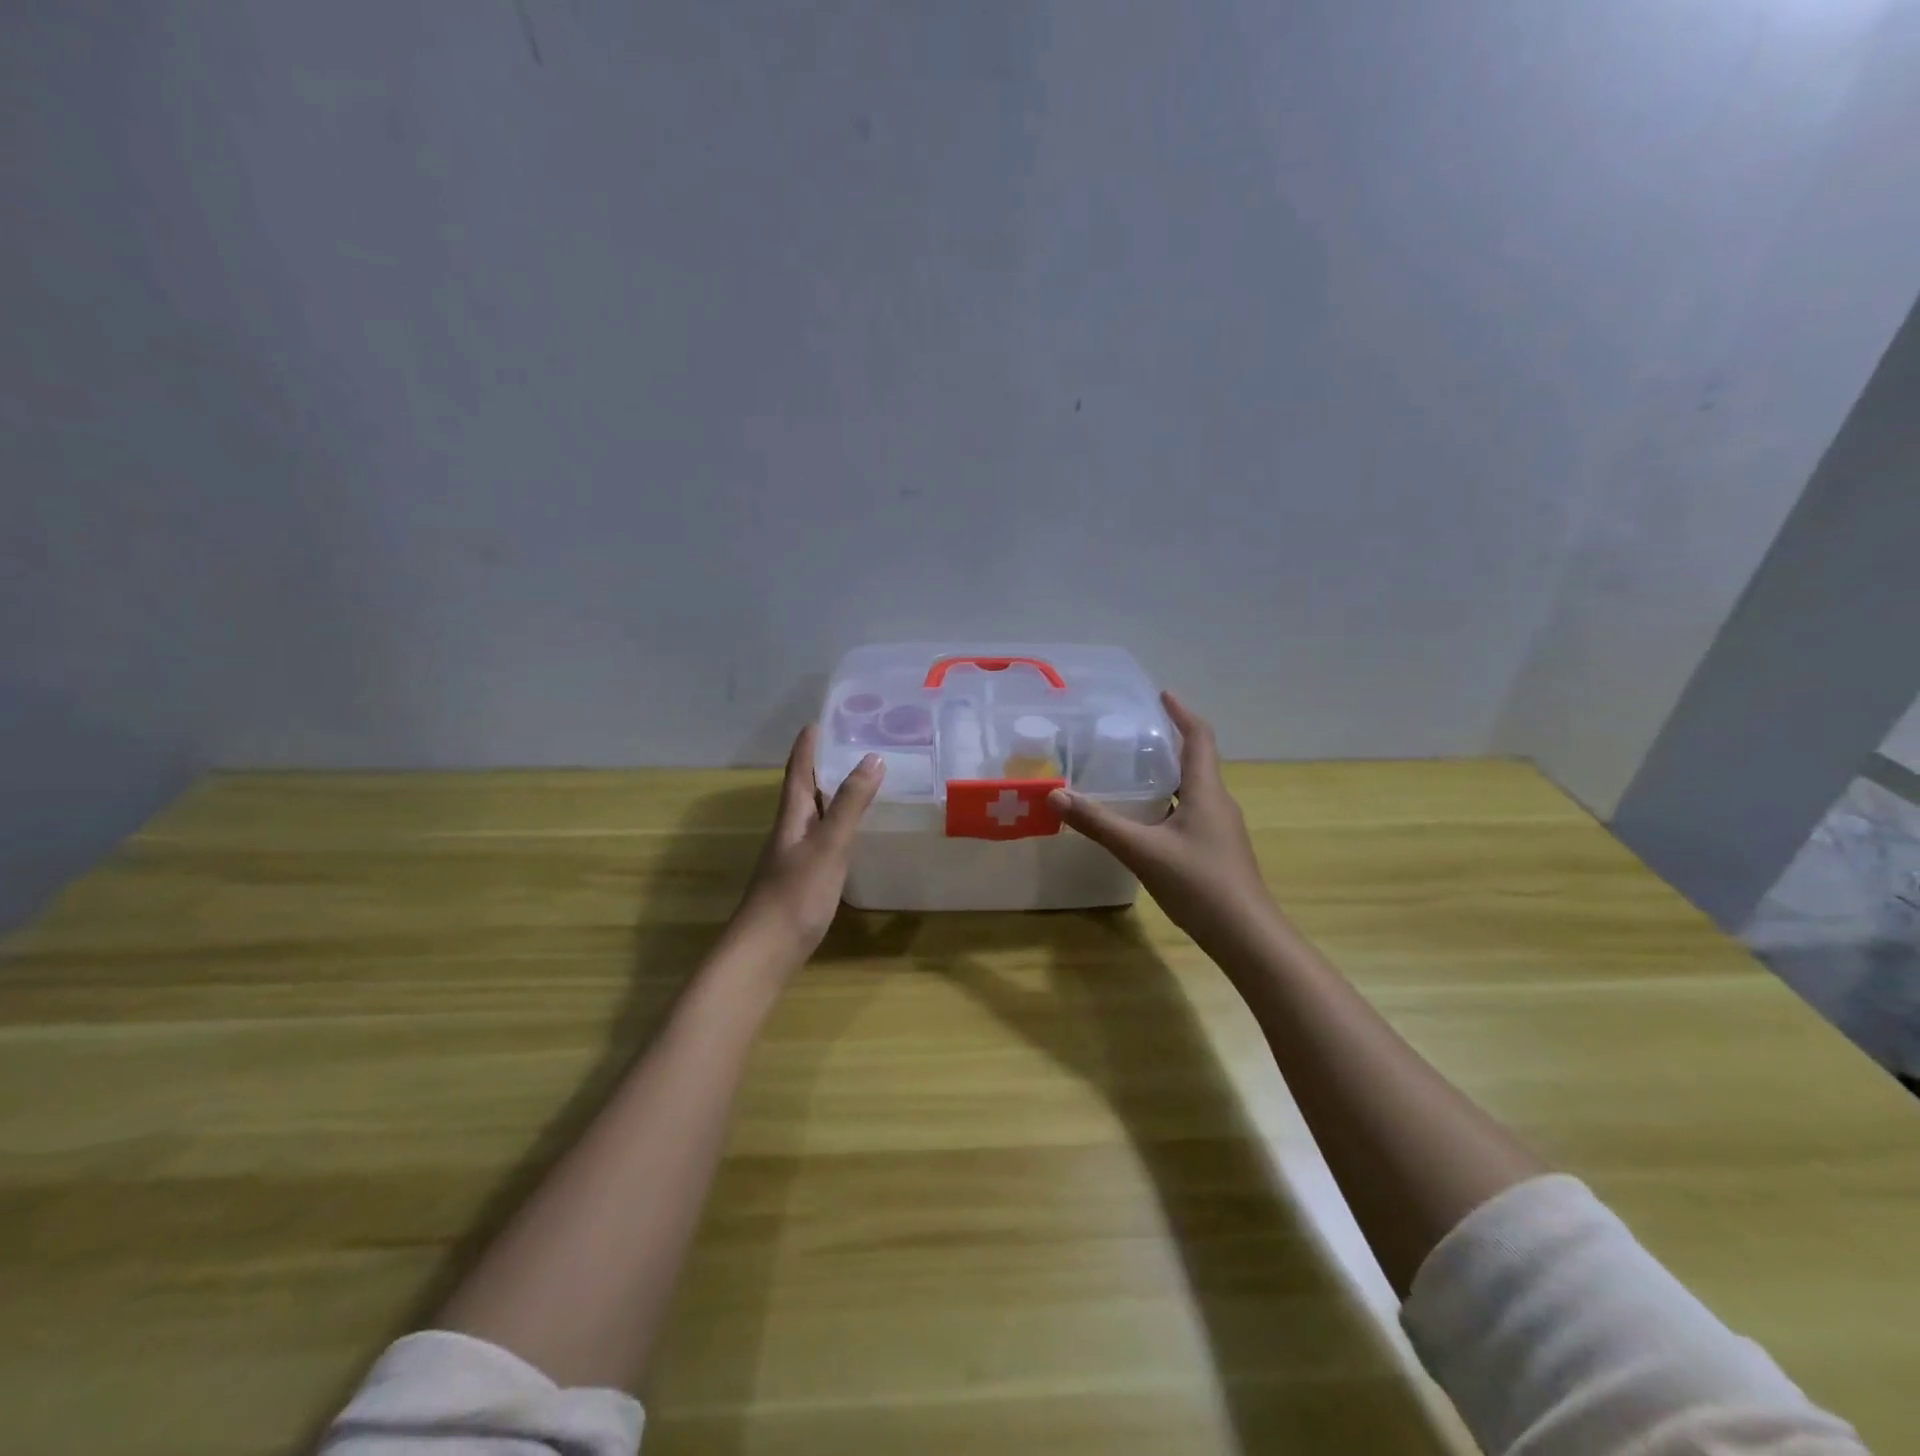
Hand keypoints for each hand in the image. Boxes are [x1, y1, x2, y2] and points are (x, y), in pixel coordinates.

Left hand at [731, 726, 884, 965]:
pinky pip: (822, 839)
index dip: (807, 746)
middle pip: (804, 790)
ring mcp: (794, 857)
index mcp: (792, 817)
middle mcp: (789, 831)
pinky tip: (851, 834)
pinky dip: (838, 826)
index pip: (799, 771)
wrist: (765, 952)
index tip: (818, 721)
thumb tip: (873, 757)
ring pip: (814, 815)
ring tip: (858, 781)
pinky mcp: (802, 880)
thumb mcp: (828, 844)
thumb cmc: (796, 893)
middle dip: (822, 765)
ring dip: (832, 795)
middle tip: (850, 745)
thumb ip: (850, 804)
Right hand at [1047, 692, 1274, 951]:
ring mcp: (1221, 829)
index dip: (1182, 713)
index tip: (1161, 695)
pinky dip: (1168, 804)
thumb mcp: (1142, 850)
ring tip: (1132, 773)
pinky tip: (1144, 822)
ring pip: (1193, 790)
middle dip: (1168, 744)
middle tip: (1133, 735)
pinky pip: (1191, 814)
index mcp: (1207, 792)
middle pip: (1196, 762)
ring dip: (1168, 776)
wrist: (1246, 936)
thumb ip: (1098, 823)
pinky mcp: (1217, 851)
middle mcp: (1218, 803)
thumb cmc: (1199, 884)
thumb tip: (1056, 794)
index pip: (1199, 738)